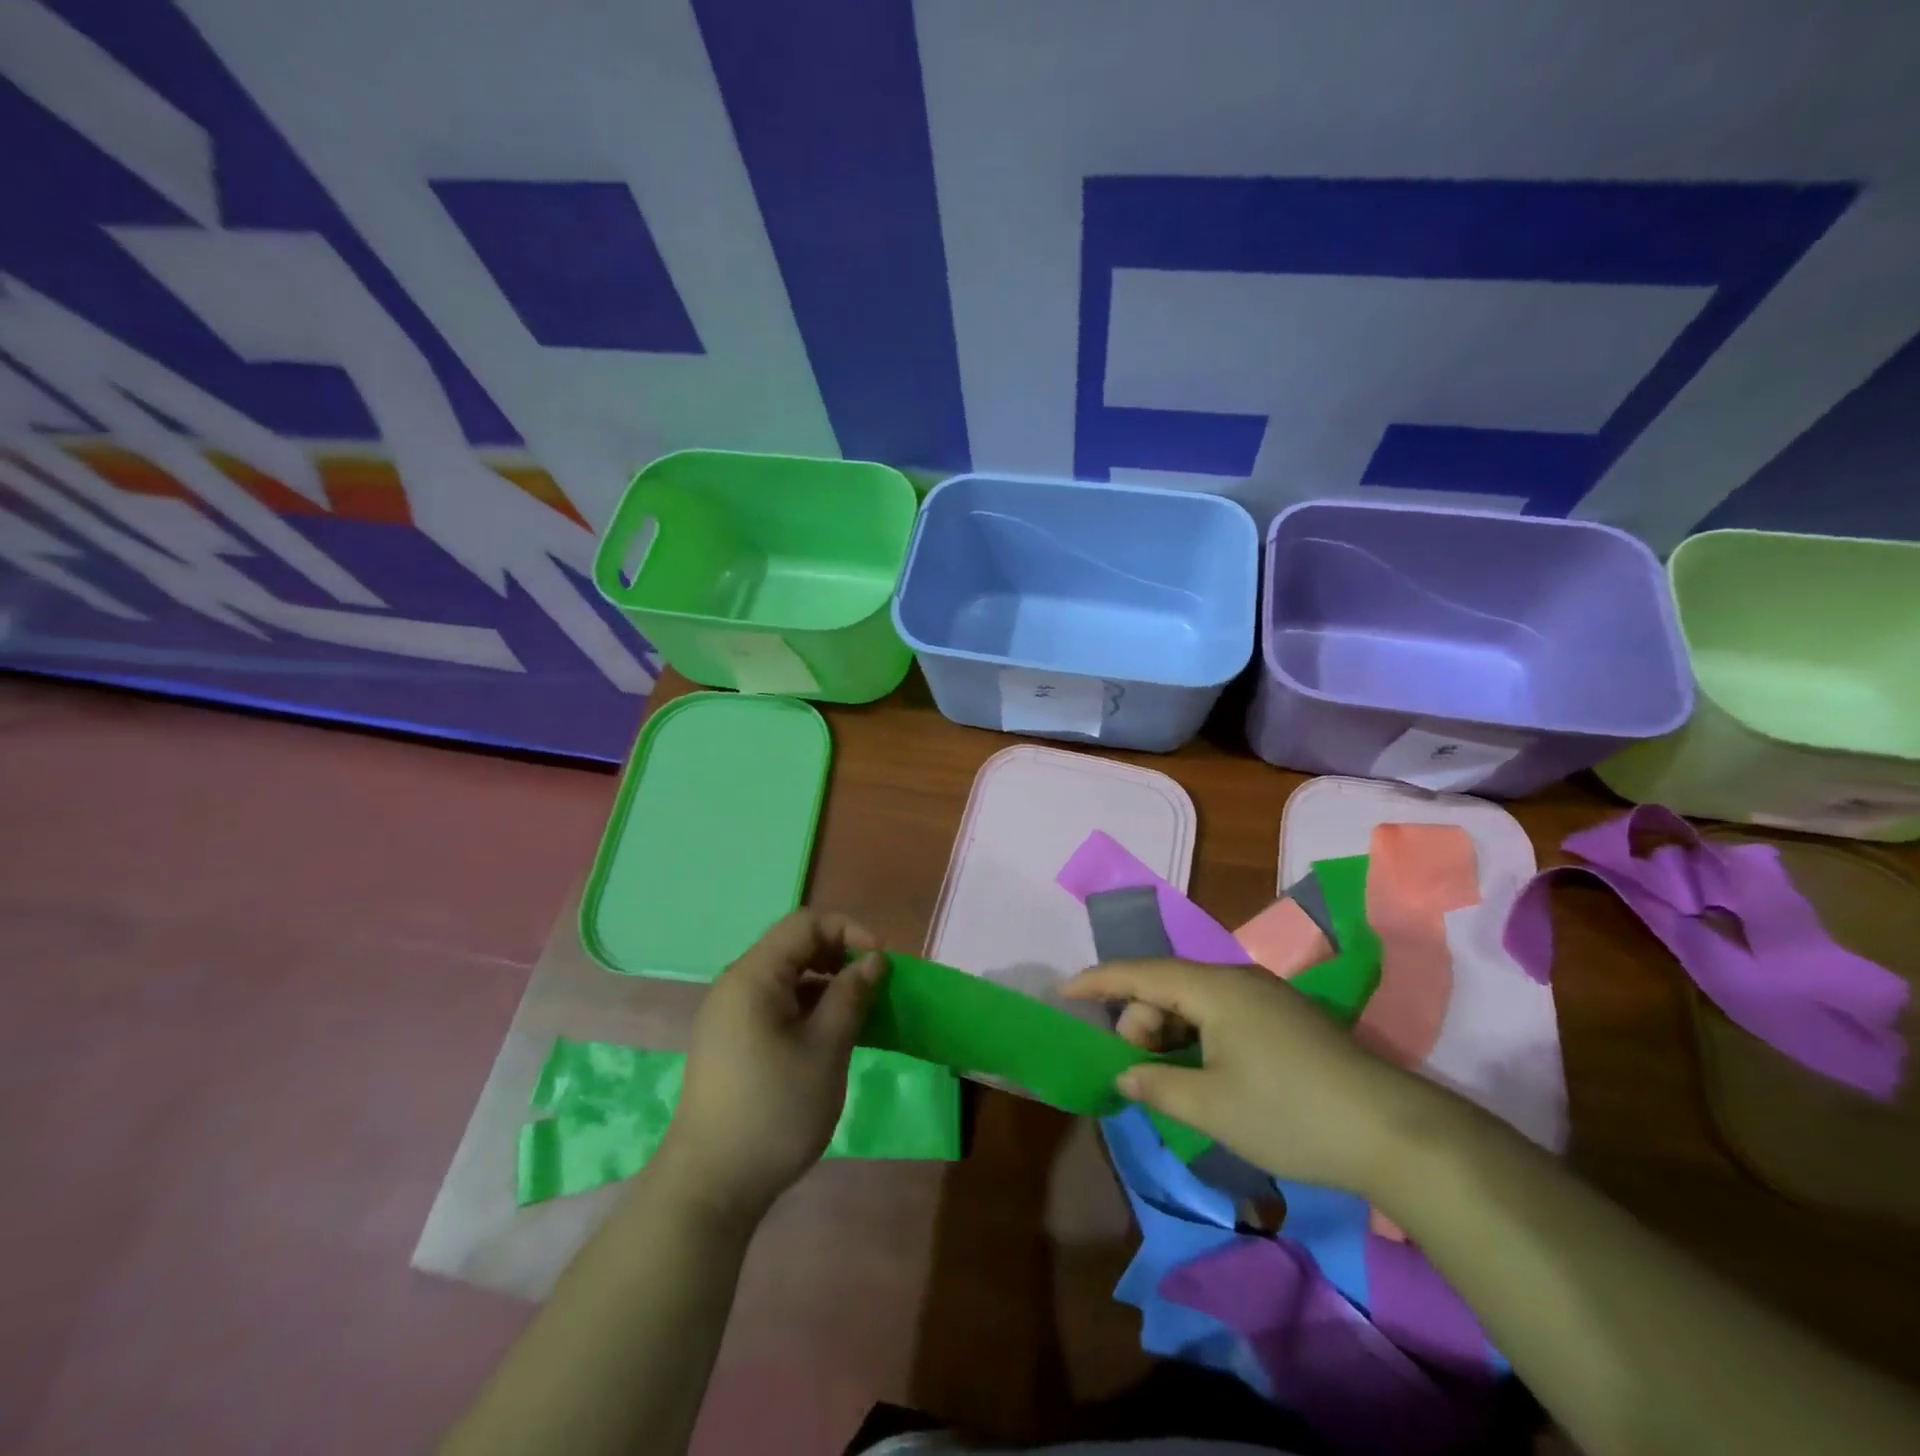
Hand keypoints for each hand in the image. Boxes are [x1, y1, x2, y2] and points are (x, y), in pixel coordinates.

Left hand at [652, 910, 885, 1226]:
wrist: (710, 1186)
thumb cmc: (774, 1109)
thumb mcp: (826, 1049)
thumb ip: (851, 996)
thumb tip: (873, 960)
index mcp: (753, 976)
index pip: (805, 923)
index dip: (849, 930)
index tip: (881, 961)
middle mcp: (736, 985)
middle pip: (794, 946)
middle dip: (839, 956)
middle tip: (873, 987)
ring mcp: (730, 1015)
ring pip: (787, 978)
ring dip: (826, 985)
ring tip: (859, 1014)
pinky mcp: (731, 1042)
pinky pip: (775, 1005)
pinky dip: (808, 1008)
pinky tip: (830, 1037)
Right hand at [1066, 959, 1452, 1197]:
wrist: (1395, 1133)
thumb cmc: (1291, 1114)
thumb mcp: (1213, 1107)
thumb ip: (1158, 1085)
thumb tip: (1125, 1073)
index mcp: (1214, 988)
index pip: (1141, 972)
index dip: (1098, 981)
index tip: (1064, 993)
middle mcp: (1237, 979)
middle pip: (1168, 985)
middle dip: (1139, 1020)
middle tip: (1136, 1068)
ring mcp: (1265, 997)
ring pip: (1195, 1000)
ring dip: (1169, 1031)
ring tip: (1167, 1077)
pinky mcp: (1285, 1019)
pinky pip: (1221, 1013)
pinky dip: (1197, 1035)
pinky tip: (1202, 1073)